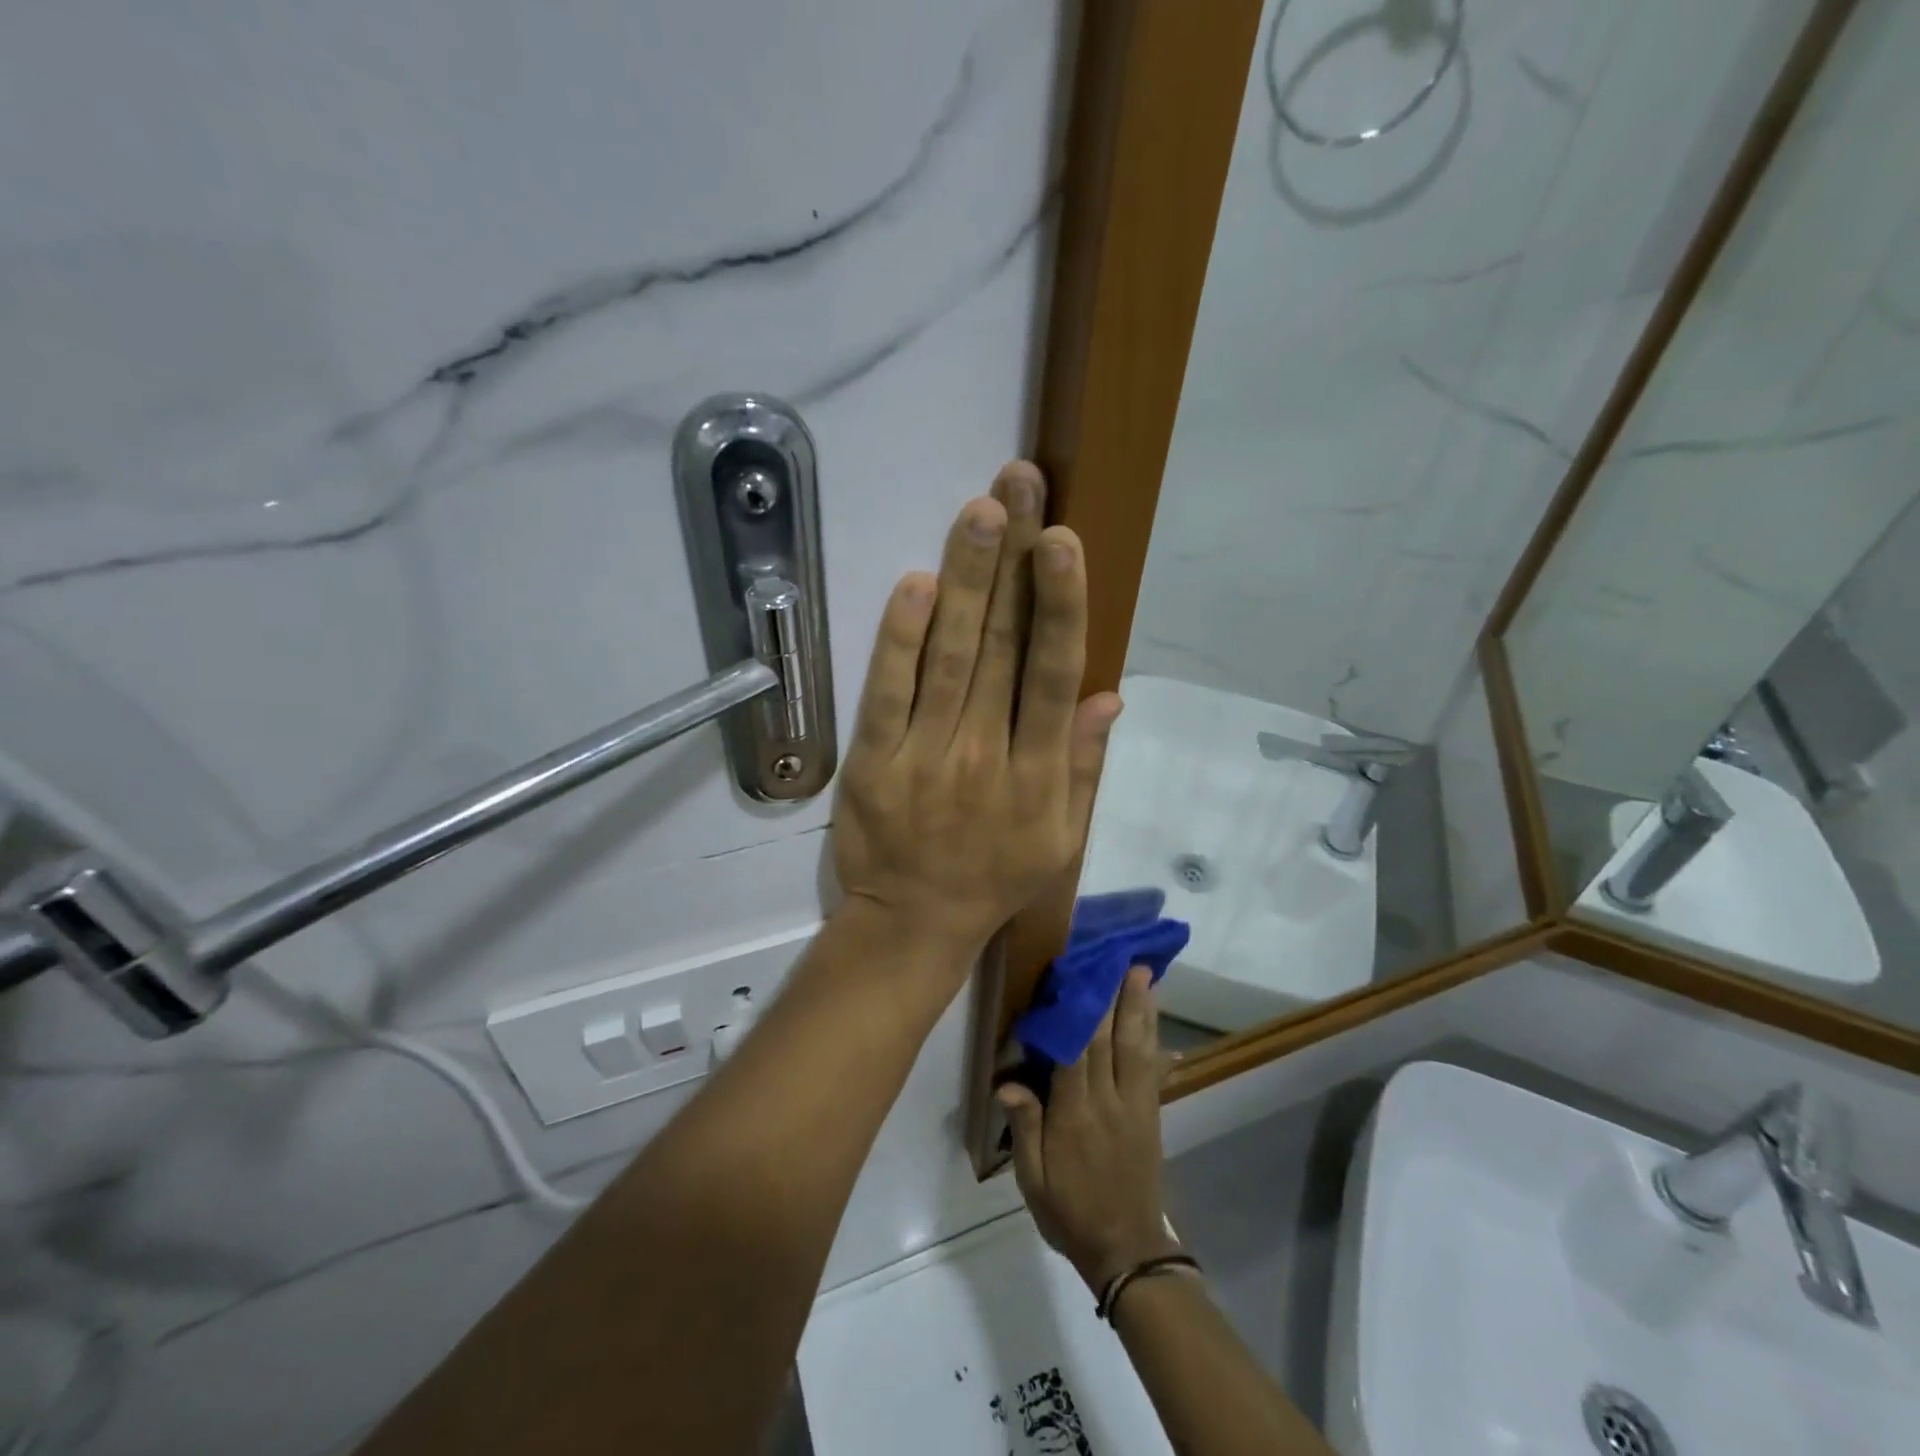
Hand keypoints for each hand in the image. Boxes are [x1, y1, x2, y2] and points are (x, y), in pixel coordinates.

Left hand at [832, 462, 1120, 963]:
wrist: (912, 923)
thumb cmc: (993, 879)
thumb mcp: (1060, 838)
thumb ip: (1083, 766)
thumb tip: (1109, 695)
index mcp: (1037, 773)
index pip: (1053, 674)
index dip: (1061, 604)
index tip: (1064, 541)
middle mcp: (986, 754)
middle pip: (1003, 647)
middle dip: (1014, 561)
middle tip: (1020, 486)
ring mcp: (925, 754)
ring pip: (949, 656)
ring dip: (967, 580)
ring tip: (981, 513)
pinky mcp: (874, 760)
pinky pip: (888, 692)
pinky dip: (900, 638)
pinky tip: (917, 585)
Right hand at [998, 967, 1176, 1292]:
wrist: (1126, 1251)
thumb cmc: (1070, 1213)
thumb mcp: (1034, 1181)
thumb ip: (1025, 1129)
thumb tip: (1008, 1084)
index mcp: (1074, 1118)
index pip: (1075, 1055)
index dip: (1077, 1014)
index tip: (1075, 977)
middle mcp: (1108, 1103)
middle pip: (1110, 1041)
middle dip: (1114, 997)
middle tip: (1119, 957)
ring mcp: (1135, 1107)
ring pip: (1137, 1048)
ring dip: (1140, 1008)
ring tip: (1144, 972)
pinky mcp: (1151, 1114)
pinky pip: (1154, 1068)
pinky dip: (1155, 1038)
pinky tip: (1156, 1018)